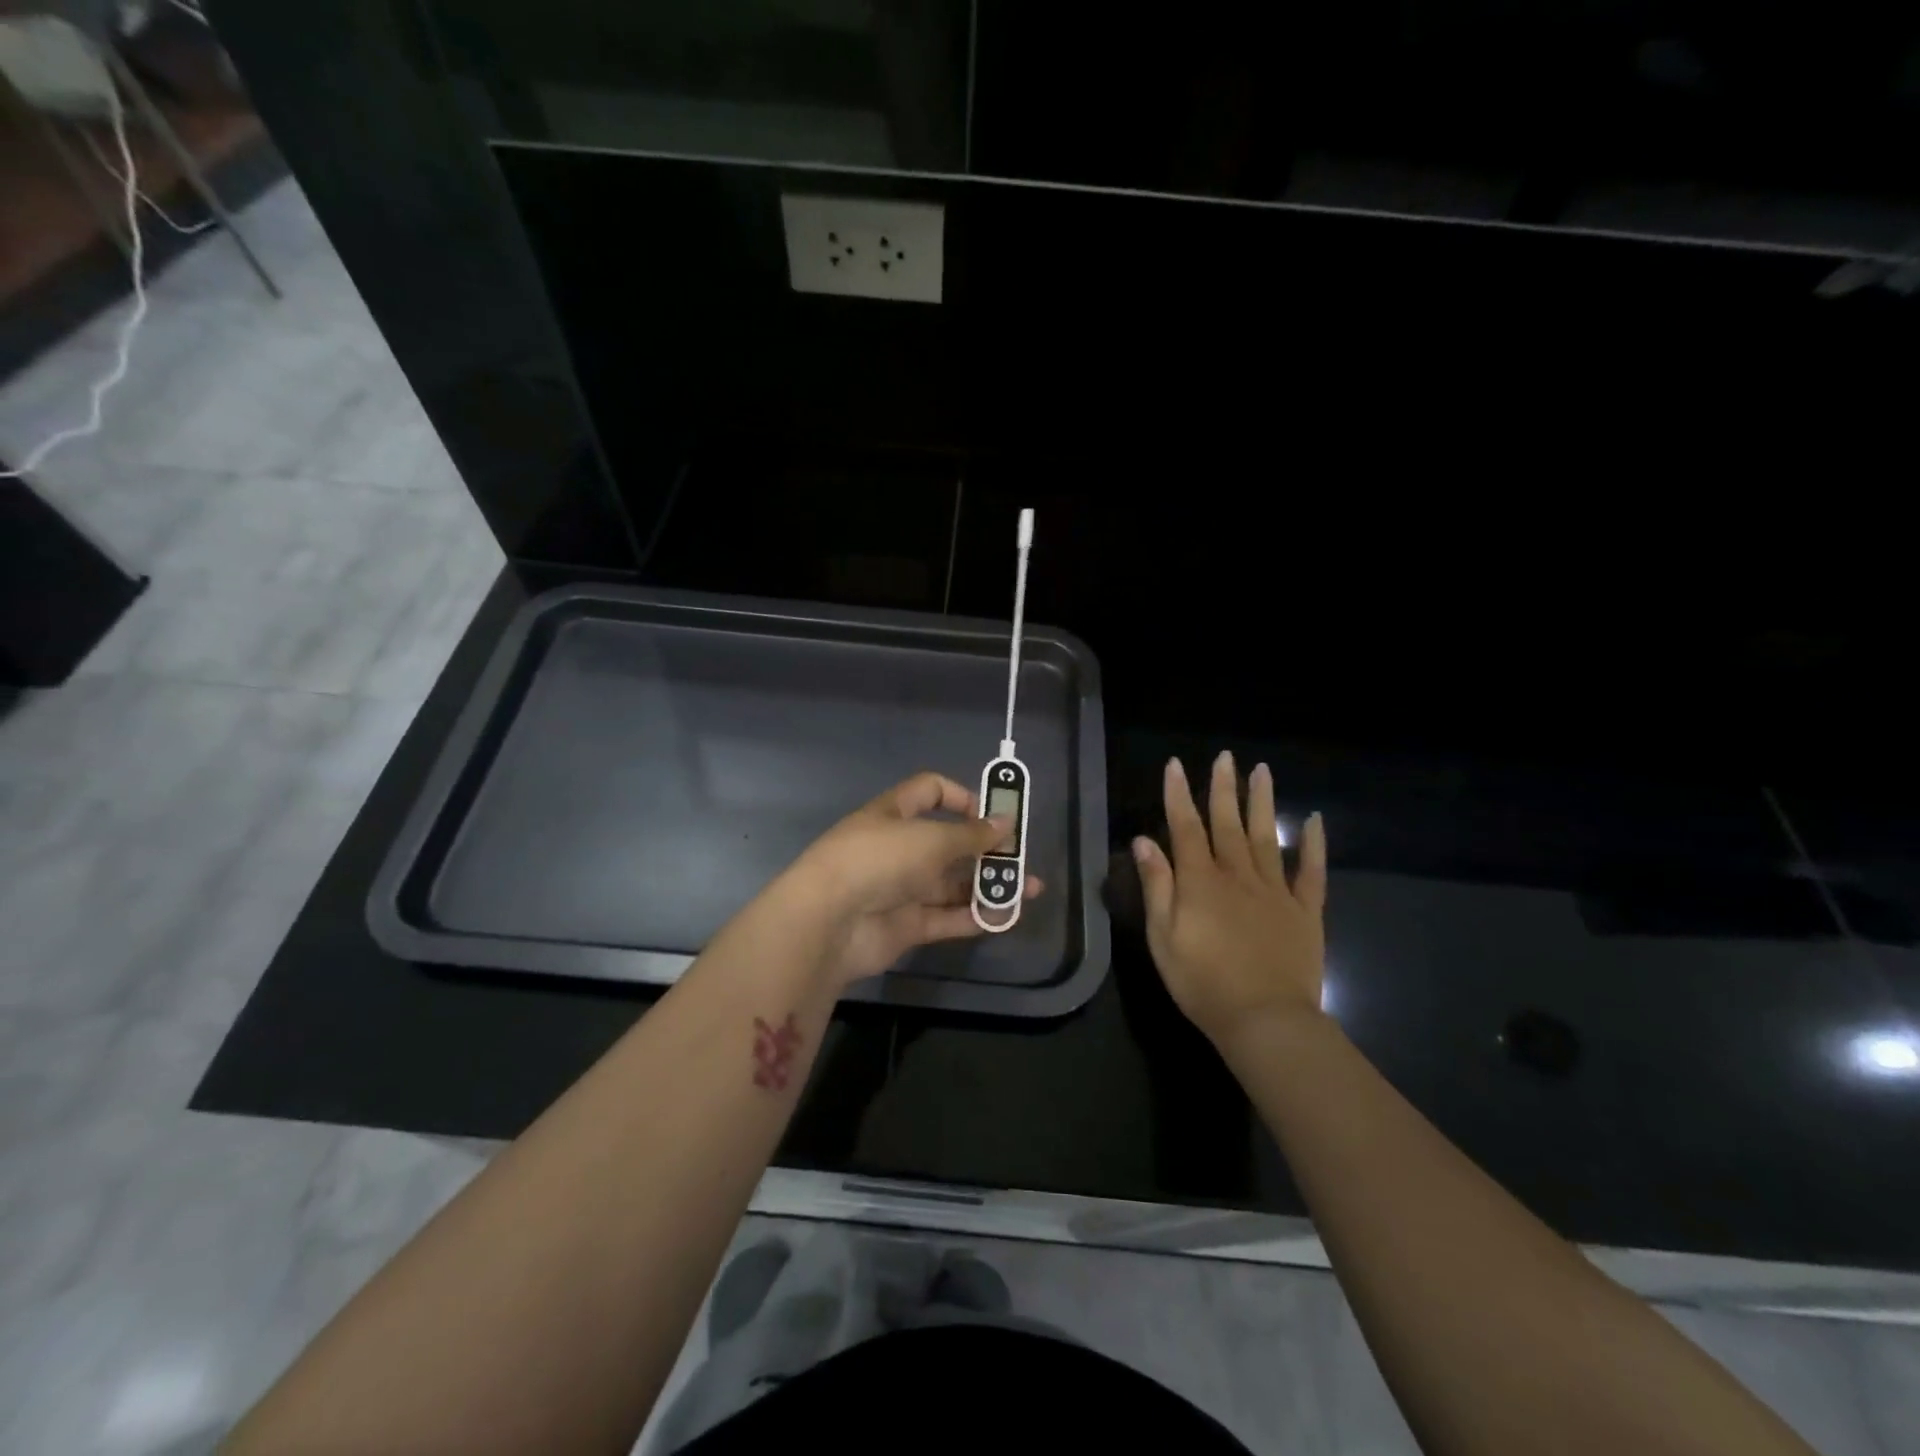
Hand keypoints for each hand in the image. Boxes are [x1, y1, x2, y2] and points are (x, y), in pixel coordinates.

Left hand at [788, 772, 1043, 988]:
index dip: (962, 797)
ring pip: (952, 884)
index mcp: (894, 814)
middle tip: (1021, 857)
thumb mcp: (930, 839)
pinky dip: (976, 916)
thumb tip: (1005, 822)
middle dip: (986, 849)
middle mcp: (897, 848)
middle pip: (948, 843)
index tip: (992, 813)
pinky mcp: (905, 926)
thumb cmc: (879, 860)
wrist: (828, 923)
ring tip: (1029, 889)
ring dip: (989, 885)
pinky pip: (947, 918)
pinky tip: (1008, 916)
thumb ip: (971, 835)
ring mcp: (901, 889)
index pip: (930, 791)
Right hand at [1133, 752, 1326, 1048]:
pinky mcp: (1304, 911)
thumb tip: (1144, 841)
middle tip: (1225, 756)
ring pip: (1267, 836)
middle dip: (1222, 787)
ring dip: (1261, 802)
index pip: (1185, 826)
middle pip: (1227, 822)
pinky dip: (1314, 844)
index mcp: (1201, 881)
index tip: (1175, 765)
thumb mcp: (1163, 937)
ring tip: (1262, 770)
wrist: (1266, 1020)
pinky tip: (1314, 820)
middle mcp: (1238, 875)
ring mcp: (1275, 890)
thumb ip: (1156, 886)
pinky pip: (1311, 871)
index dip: (1178, 794)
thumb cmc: (1202, 982)